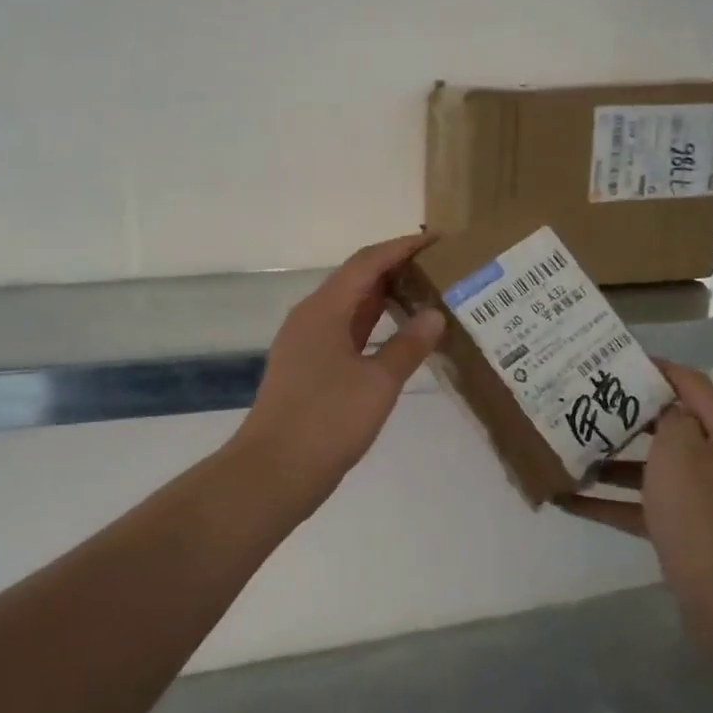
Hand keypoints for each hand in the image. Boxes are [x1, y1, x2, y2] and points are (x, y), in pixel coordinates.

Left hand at [232, 233, 445, 512]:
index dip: (402, 247)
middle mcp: (311, 317)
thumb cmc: (327, 422)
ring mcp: (306, 343)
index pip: (367, 262)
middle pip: (356, 279)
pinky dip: (372, 326)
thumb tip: (435, 314)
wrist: (273, 472)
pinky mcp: (307, 368)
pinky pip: (344, 332)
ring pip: (349, 307)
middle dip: (396, 268)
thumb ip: (409, 346)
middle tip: (439, 268)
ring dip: (384, 297)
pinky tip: (397, 337)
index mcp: (324, 309)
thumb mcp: (378, 383)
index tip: (438, 240)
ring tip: (425, 295)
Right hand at [561, 360, 712, 635]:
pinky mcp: (683, 531)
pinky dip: (609, 502)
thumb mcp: (681, 452)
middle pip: (668, 426)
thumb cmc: (702, 515)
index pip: (691, 384)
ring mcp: (700, 499)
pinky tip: (568, 501)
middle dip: (625, 415)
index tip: (614, 360)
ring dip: (611, 460)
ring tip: (569, 448)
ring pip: (650, 468)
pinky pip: (640, 507)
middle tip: (583, 401)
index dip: (656, 368)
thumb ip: (669, 419)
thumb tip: (665, 408)